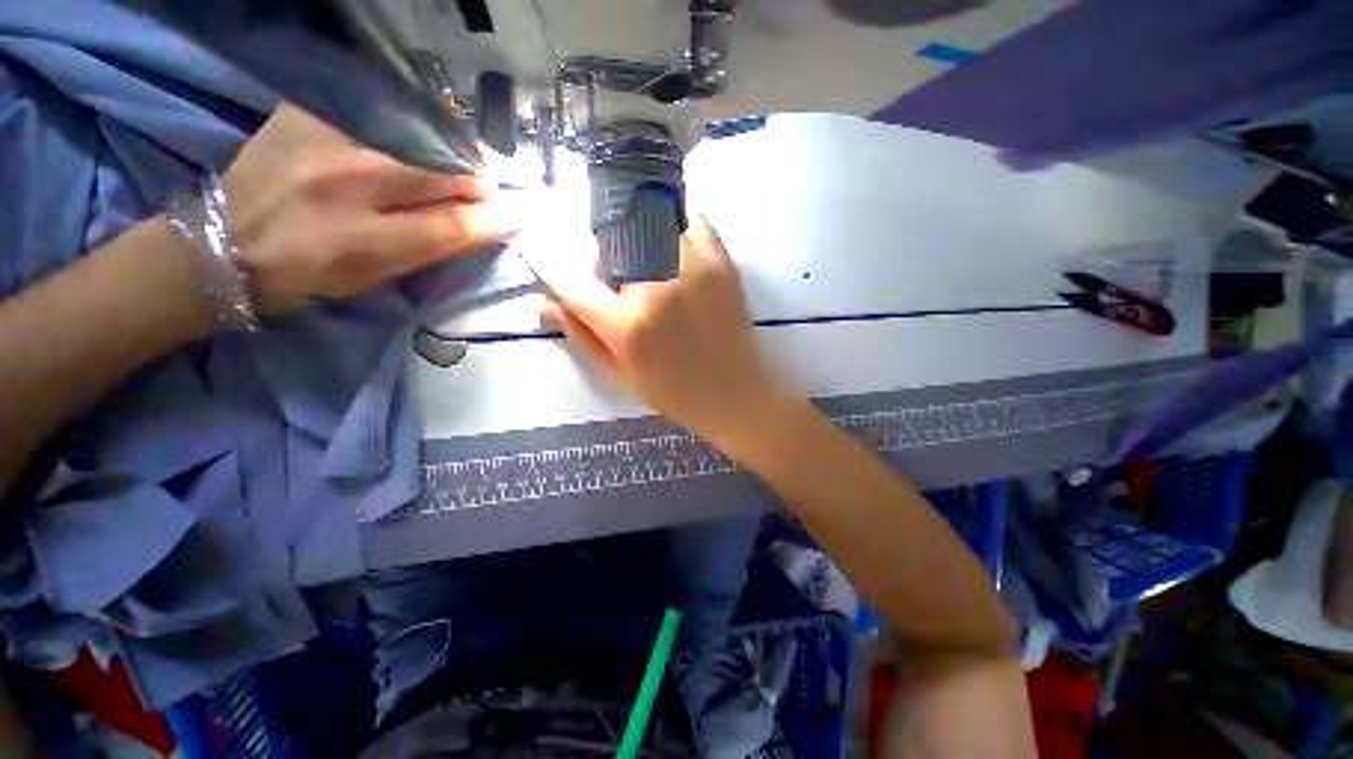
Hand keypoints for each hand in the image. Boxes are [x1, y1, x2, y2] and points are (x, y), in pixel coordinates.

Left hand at [222, 105, 516, 313]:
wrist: (224, 242)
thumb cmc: (312, 273)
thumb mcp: (380, 274)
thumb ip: (437, 245)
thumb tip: (490, 222)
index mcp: (365, 238)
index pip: (455, 223)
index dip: (495, 217)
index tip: (519, 212)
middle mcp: (348, 181)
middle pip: (442, 171)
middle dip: (472, 180)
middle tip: (480, 190)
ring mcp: (325, 138)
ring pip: (416, 137)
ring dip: (444, 155)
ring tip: (445, 169)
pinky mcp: (307, 112)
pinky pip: (378, 114)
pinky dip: (405, 131)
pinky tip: (402, 146)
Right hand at [537, 215, 795, 447]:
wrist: (735, 395)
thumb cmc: (674, 393)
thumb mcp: (620, 374)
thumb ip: (582, 335)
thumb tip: (546, 304)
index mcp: (628, 326)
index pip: (571, 283)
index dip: (551, 270)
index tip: (548, 262)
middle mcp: (657, 287)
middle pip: (610, 245)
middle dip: (604, 261)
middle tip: (620, 284)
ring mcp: (693, 268)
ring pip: (649, 226)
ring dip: (640, 245)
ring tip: (652, 272)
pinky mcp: (722, 261)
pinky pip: (693, 221)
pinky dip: (678, 230)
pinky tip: (677, 255)